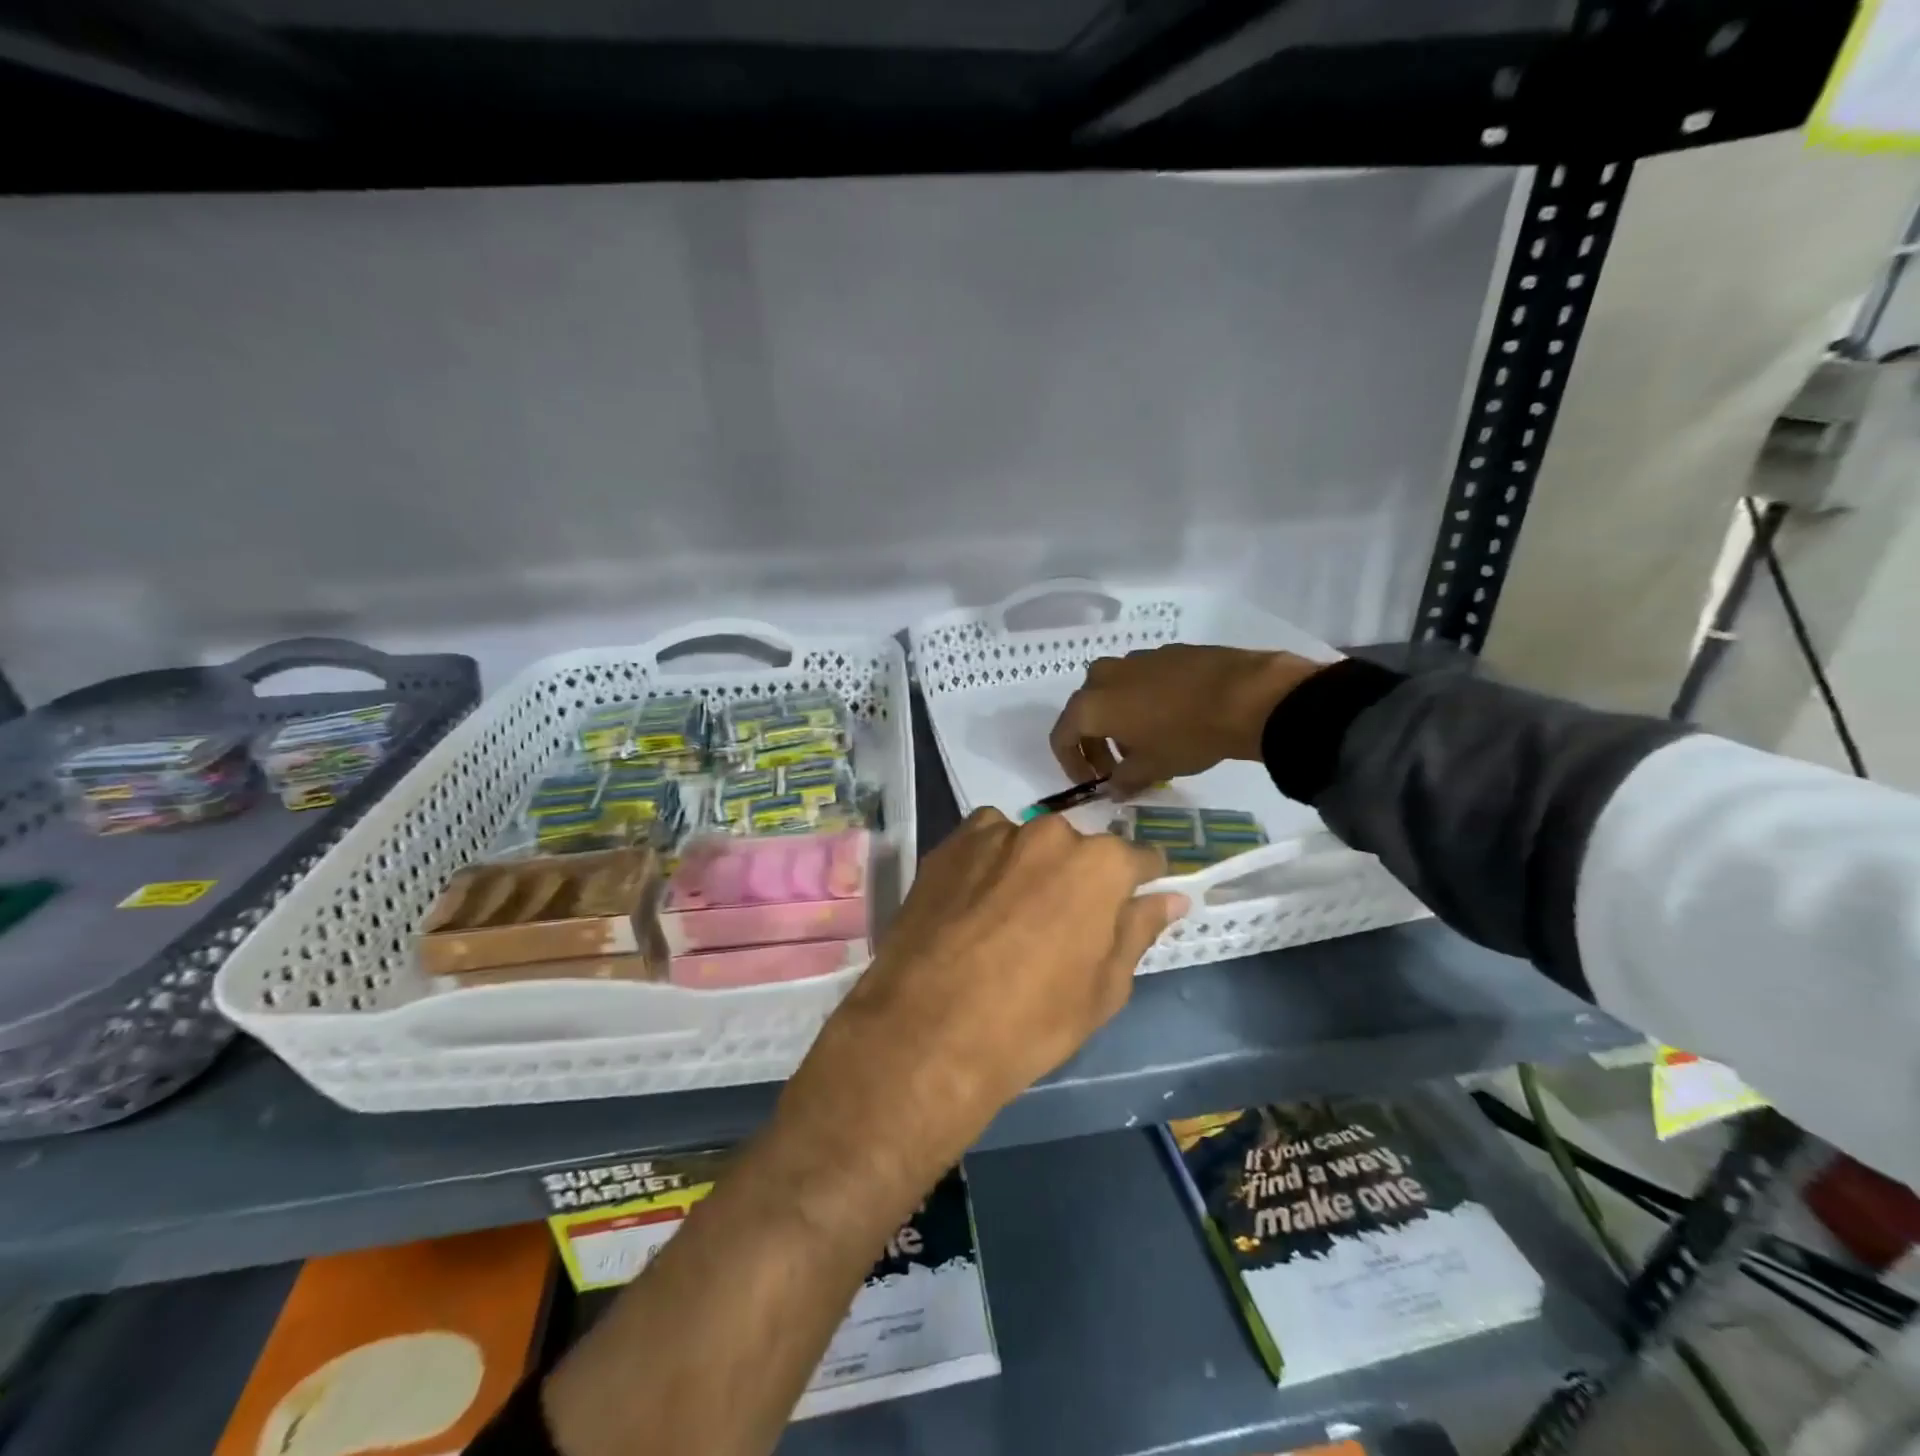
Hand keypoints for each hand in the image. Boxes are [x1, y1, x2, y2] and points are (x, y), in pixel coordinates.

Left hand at [800, 810, 1187, 1146]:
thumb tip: (1170, 898)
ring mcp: (994, 834)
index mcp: (1099, 865)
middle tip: (1060, 926)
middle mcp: (1049, 834)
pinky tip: (975, 905)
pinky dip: (988, 864)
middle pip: (1078, 850)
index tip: (1131, 903)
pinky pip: (984, 844)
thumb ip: (1138, 930)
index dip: (1138, 883)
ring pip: (1028, 844)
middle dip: (1078, 879)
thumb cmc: (1032, 1021)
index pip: (1138, 859)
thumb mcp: (1104, 988)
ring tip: (1010, 918)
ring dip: (1030, 869)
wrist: (928, 1030)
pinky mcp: (948, 845)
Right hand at [1049, 645, 1325, 796]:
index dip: (1071, 764)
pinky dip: (1142, 701)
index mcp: (1090, 705)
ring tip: (1145, 745)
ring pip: (1113, 693)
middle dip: (1096, 744)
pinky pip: (1140, 680)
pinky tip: (1170, 719)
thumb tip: (1113, 788)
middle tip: (1117, 770)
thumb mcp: (1151, 768)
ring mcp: (1135, 659)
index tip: (1090, 782)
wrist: (1245, 695)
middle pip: (1085, 712)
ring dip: (1118, 721)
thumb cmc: (1186, 737)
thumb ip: (1123, 780)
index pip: (1062, 737)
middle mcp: (1103, 676)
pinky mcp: (1165, 652)